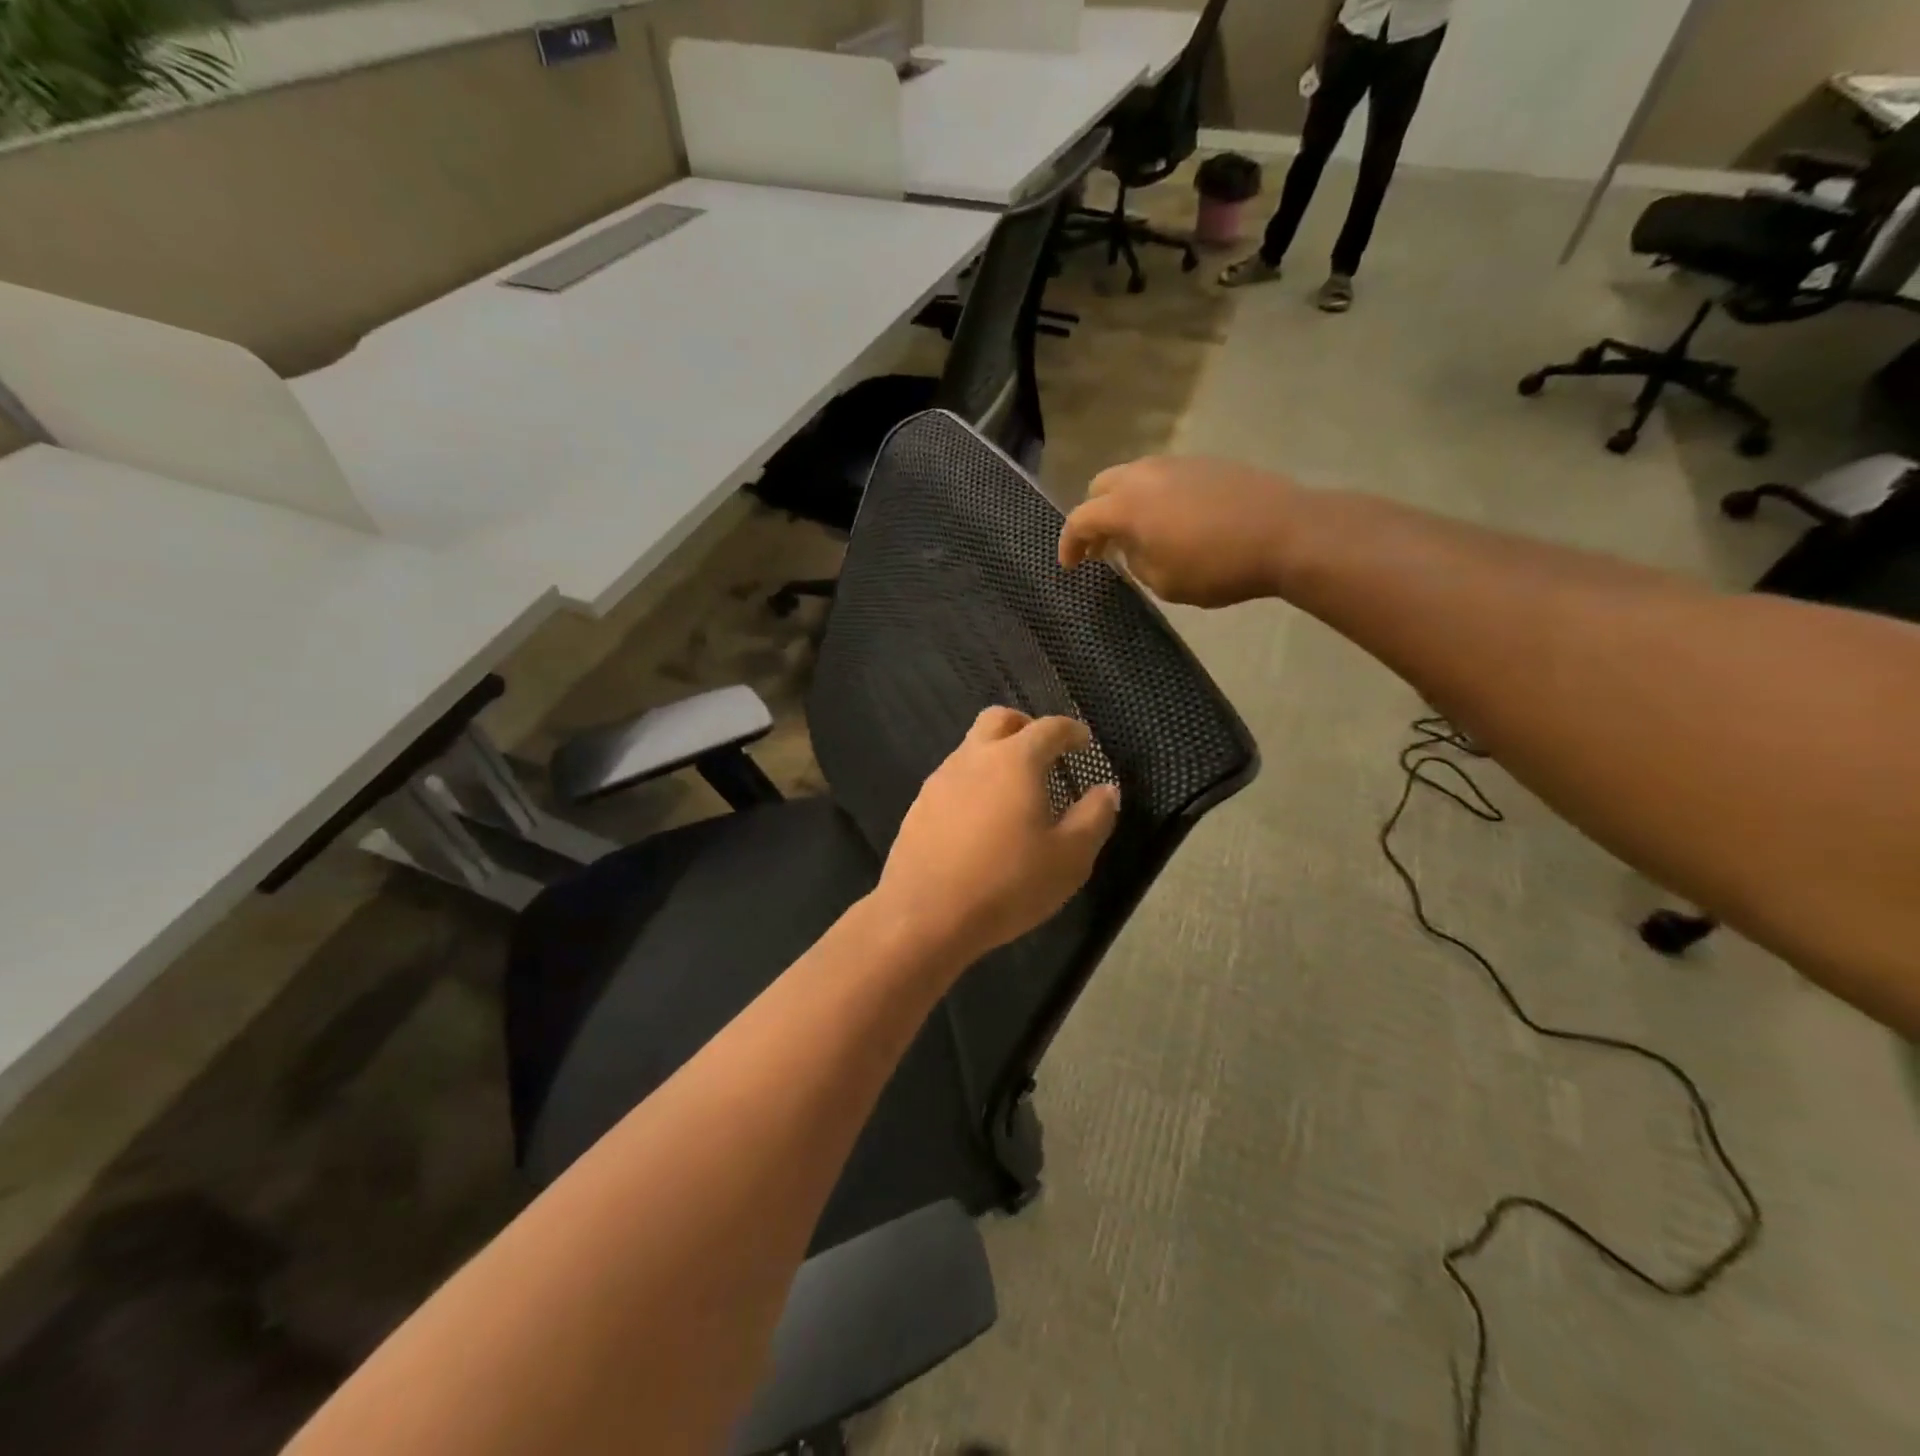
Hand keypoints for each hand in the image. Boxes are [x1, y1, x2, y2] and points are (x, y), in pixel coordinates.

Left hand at [874, 709, 1120, 967]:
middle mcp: (974, 757)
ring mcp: (940, 779)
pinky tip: (982, 817)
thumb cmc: (1007, 883)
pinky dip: (974, 782)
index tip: (1084, 742)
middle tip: (1045, 751)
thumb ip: (1095, 817)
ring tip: (1015, 790)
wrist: (925, 914)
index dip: (1071, 731)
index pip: (1049, 728)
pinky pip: (953, 778)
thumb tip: (1107, 790)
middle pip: (999, 719)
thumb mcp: (1069, 858)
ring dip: (996, 754)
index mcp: (1015, 760)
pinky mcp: (919, 805)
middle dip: (1025, 726)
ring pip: (971, 748)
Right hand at [1058, 456, 1305, 607]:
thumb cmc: (1218, 566)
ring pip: (1132, 477)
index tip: (1071, 566)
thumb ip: (1135, 562)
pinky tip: (1170, 522)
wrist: (1287, 533)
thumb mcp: (1165, 581)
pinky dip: (1152, 498)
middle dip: (1093, 517)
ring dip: (1123, 504)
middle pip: (1101, 487)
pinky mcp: (1205, 463)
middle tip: (1101, 548)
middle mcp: (1145, 475)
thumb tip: (1132, 546)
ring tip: (1136, 536)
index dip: (1069, 544)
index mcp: (1127, 505)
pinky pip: (1163, 477)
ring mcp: (1177, 464)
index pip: (1080, 519)